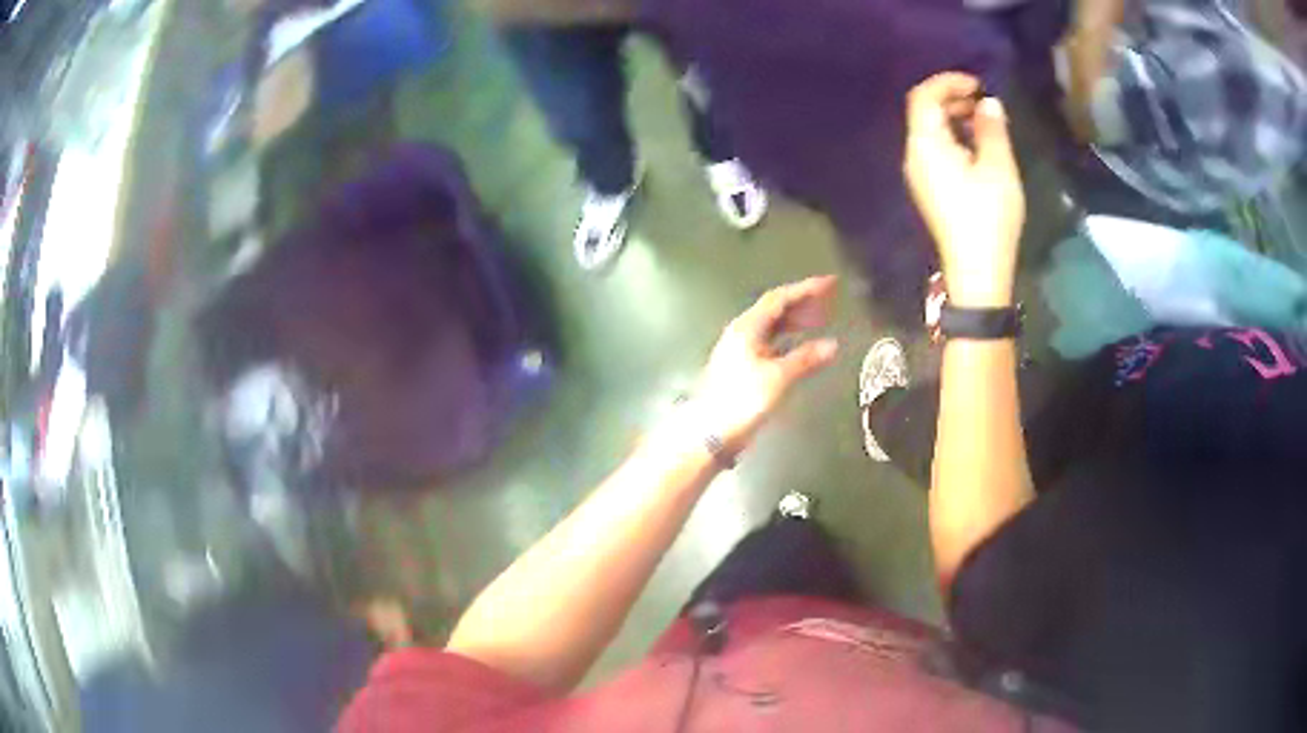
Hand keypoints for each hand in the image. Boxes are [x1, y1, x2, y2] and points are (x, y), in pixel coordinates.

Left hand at [694, 277, 838, 454]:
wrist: (710, 431)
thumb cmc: (742, 400)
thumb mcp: (778, 378)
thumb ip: (805, 359)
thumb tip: (832, 345)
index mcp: (748, 328)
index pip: (779, 299)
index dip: (805, 289)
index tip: (829, 284)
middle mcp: (743, 333)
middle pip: (776, 310)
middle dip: (803, 303)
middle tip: (829, 300)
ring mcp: (741, 350)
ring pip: (773, 327)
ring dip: (797, 321)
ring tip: (821, 320)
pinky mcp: (742, 367)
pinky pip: (771, 343)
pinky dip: (790, 340)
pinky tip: (803, 348)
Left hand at [904, 73, 1025, 307]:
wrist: (977, 271)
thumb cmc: (988, 215)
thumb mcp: (997, 167)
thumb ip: (991, 129)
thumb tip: (988, 103)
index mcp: (925, 145)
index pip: (923, 97)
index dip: (947, 82)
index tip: (976, 83)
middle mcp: (914, 155)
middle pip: (924, 113)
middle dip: (952, 99)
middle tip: (983, 101)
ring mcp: (919, 174)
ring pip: (930, 132)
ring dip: (954, 119)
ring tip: (985, 121)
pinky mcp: (929, 189)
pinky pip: (935, 151)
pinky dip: (953, 138)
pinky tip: (977, 146)